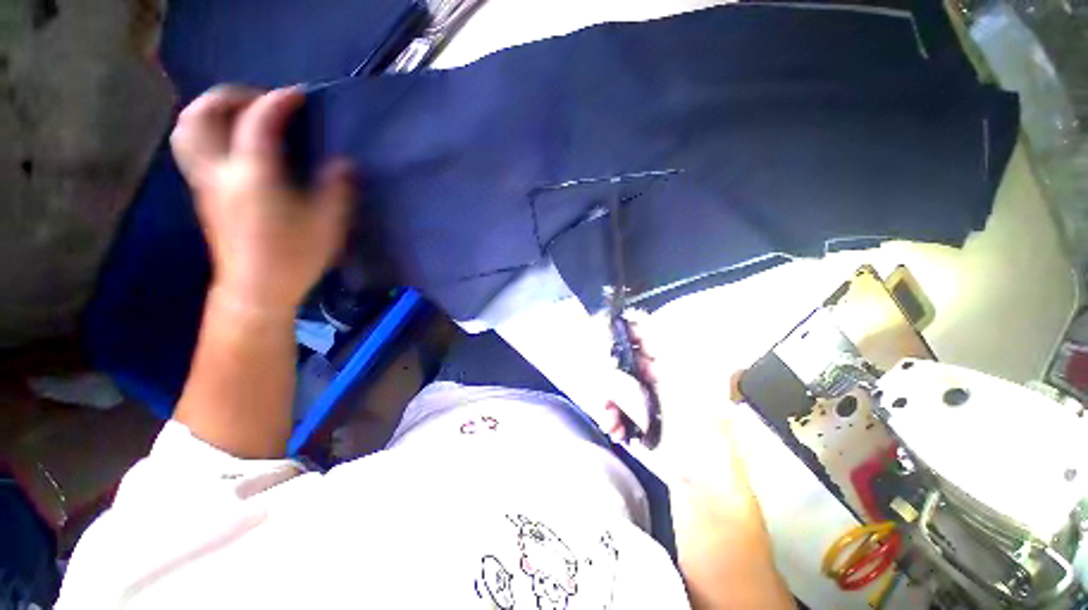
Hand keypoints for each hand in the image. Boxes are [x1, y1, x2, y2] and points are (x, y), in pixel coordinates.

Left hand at [171, 85, 354, 311]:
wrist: (256, 289)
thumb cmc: (294, 257)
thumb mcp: (328, 224)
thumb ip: (337, 189)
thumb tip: (344, 165)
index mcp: (253, 176)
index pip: (258, 121)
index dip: (279, 101)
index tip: (299, 96)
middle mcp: (220, 171)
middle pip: (203, 114)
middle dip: (231, 96)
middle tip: (260, 101)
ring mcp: (205, 182)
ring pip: (187, 130)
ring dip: (211, 111)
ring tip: (240, 115)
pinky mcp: (203, 194)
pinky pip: (194, 148)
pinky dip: (208, 132)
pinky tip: (234, 144)